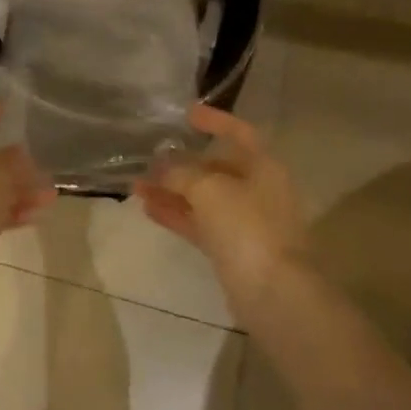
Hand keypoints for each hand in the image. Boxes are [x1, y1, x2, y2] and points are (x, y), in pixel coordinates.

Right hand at [138, 104, 310, 320]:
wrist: (274, 295)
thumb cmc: (246, 227)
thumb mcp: (208, 189)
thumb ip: (181, 171)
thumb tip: (162, 164)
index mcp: (264, 167)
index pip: (240, 133)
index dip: (215, 121)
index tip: (186, 114)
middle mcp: (258, 190)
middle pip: (217, 168)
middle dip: (182, 163)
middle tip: (149, 158)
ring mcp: (246, 223)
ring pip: (204, 199)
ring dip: (172, 190)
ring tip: (136, 185)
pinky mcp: (233, 251)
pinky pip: (200, 224)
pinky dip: (176, 214)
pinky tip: (148, 208)